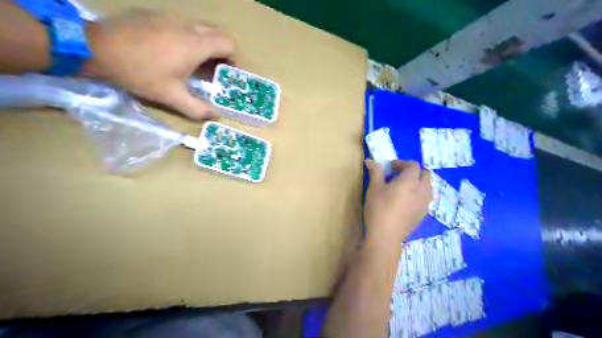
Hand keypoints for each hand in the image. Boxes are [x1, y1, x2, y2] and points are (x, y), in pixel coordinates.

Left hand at [86, 8, 236, 119]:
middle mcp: (187, 26)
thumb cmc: (139, 73)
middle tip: (217, 70)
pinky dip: (190, 39)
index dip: (235, 59)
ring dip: (207, 45)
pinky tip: (176, 53)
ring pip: (200, 28)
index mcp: (195, 44)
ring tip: (198, 64)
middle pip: (217, 33)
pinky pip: (183, 25)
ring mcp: (170, 17)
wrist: (95, 47)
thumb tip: (216, 116)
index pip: (229, 43)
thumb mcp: (171, 96)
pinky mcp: (156, 15)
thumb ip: (197, 108)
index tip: (231, 73)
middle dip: (223, 52)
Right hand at [362, 160, 432, 243]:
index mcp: (410, 180)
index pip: (413, 165)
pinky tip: (407, 200)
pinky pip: (426, 198)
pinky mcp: (424, 213)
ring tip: (405, 187)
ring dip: (419, 182)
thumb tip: (370, 160)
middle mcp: (422, 189)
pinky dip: (419, 193)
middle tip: (399, 175)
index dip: (402, 163)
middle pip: (425, 174)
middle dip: (413, 171)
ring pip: (428, 186)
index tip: (390, 167)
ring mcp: (425, 203)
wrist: (386, 236)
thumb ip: (375, 172)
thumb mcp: (374, 188)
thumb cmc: (378, 209)